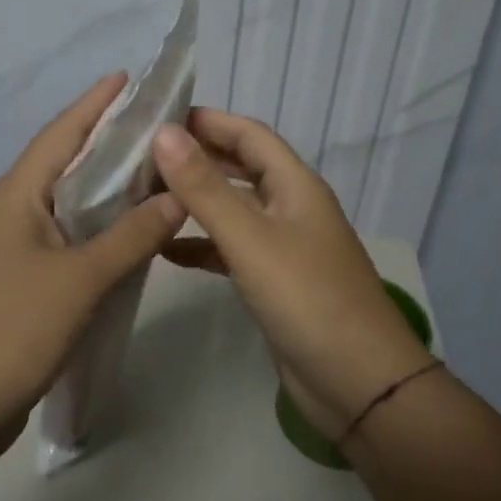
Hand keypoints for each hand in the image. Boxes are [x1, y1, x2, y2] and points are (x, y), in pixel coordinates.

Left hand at [0, 74, 185, 455]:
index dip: (95, 104)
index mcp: (17, 195)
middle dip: (106, 140)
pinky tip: (127, 232)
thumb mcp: (80, 280)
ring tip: (152, 169)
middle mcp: (12, 211)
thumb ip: (131, 236)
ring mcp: (13, 246)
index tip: (129, 78)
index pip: (61, 133)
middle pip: (64, 162)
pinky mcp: (21, 279)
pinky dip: (97, 226)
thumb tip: (176, 199)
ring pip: (66, 202)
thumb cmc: (13, 329)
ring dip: (104, 185)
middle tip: (156, 124)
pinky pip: (66, 236)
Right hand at [153, 109, 432, 438]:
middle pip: (239, 167)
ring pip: (232, 209)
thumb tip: (163, 133)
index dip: (207, 120)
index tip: (156, 115)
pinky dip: (200, 245)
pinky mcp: (273, 281)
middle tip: (141, 156)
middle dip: (195, 157)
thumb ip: (205, 187)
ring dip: (194, 201)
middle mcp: (290, 206)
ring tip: (143, 197)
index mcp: (294, 185)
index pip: (248, 134)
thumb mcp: (250, 238)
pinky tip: (165, 250)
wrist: (358, 384)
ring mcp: (282, 245)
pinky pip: (230, 249)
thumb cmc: (307, 299)